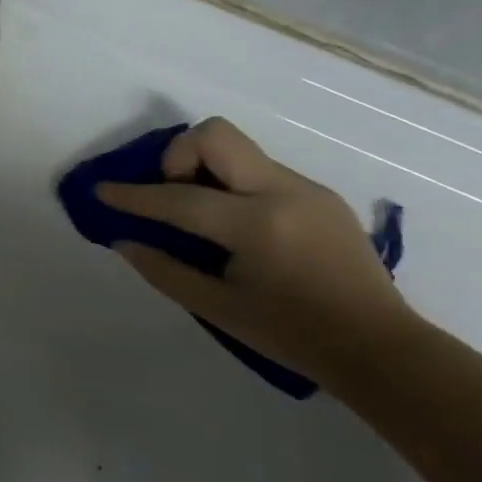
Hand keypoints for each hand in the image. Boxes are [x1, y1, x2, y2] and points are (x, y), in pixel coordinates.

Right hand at [99, 117, 413, 384]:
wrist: (378, 346)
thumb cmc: (292, 335)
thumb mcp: (217, 309)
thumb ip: (165, 271)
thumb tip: (125, 241)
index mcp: (257, 225)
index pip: (179, 198)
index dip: (134, 195)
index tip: (102, 189)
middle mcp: (283, 191)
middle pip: (216, 135)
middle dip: (178, 154)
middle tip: (170, 194)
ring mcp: (306, 188)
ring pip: (239, 149)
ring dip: (205, 169)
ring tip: (200, 215)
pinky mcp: (319, 194)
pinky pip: (260, 170)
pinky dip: (232, 184)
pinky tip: (235, 226)